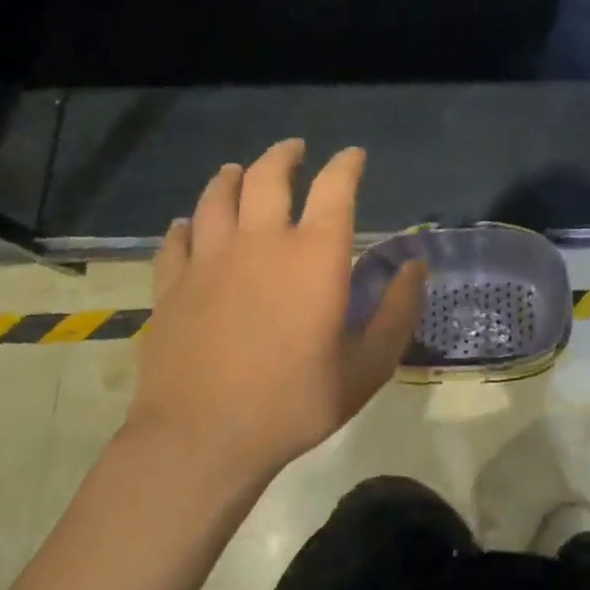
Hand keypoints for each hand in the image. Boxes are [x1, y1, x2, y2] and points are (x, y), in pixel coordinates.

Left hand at [132, 140, 426, 485]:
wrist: (202, 439)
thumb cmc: (295, 402)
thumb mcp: (368, 365)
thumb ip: (397, 311)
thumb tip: (416, 267)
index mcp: (314, 255)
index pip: (335, 187)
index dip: (347, 165)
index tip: (354, 156)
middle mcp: (261, 241)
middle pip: (267, 176)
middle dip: (284, 156)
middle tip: (294, 150)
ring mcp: (210, 260)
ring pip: (216, 198)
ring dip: (230, 177)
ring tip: (237, 171)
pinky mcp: (172, 285)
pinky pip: (176, 239)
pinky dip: (186, 225)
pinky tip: (188, 225)